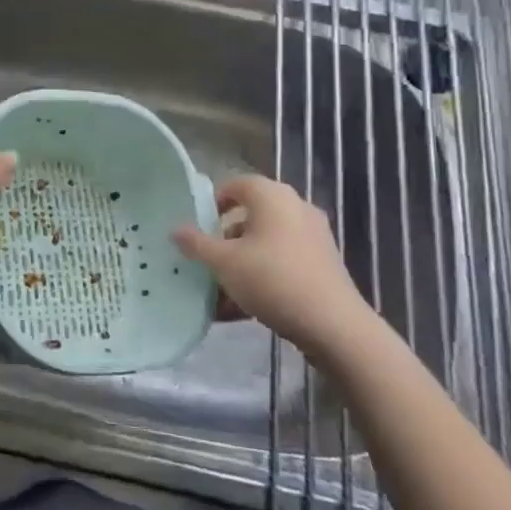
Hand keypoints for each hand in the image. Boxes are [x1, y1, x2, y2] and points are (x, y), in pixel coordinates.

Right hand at [173, 176, 372, 354]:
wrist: (334, 325)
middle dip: (226, 238)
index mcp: (271, 195)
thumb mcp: (224, 263)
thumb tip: (176, 229)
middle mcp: (295, 206)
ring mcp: (314, 235)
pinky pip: (284, 261)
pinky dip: (264, 275)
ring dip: (243, 261)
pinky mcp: (324, 263)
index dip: (213, 203)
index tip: (198, 228)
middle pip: (251, 215)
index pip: (235, 184)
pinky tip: (246, 307)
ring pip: (266, 242)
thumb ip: (197, 244)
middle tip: (208, 259)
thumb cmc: (272, 279)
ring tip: (223, 291)